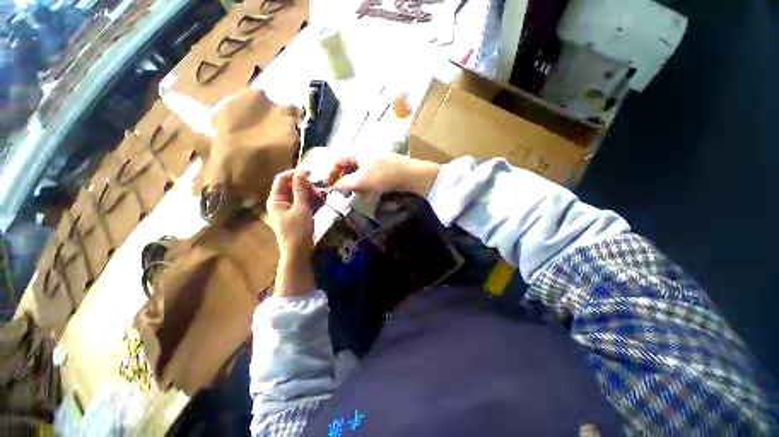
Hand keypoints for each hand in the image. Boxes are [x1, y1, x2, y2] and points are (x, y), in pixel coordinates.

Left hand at [266, 170, 316, 296]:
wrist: (298, 252)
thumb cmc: (298, 230)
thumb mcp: (301, 208)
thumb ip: (301, 190)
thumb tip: (301, 173)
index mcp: (275, 199)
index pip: (282, 179)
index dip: (296, 174)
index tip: (312, 174)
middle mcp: (279, 202)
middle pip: (291, 186)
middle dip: (305, 185)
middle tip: (318, 191)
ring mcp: (286, 208)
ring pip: (297, 194)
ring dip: (309, 193)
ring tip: (320, 197)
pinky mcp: (294, 214)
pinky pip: (301, 202)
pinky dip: (309, 200)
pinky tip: (318, 202)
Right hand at [326, 153, 441, 196]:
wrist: (411, 175)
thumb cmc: (384, 175)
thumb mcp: (362, 180)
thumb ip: (345, 183)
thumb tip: (333, 187)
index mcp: (356, 152)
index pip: (337, 160)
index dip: (330, 173)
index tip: (328, 186)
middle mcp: (363, 154)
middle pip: (347, 167)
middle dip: (342, 180)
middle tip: (342, 193)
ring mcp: (373, 162)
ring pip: (357, 173)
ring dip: (353, 184)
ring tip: (354, 194)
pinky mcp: (381, 170)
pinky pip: (367, 176)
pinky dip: (363, 184)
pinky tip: (365, 192)